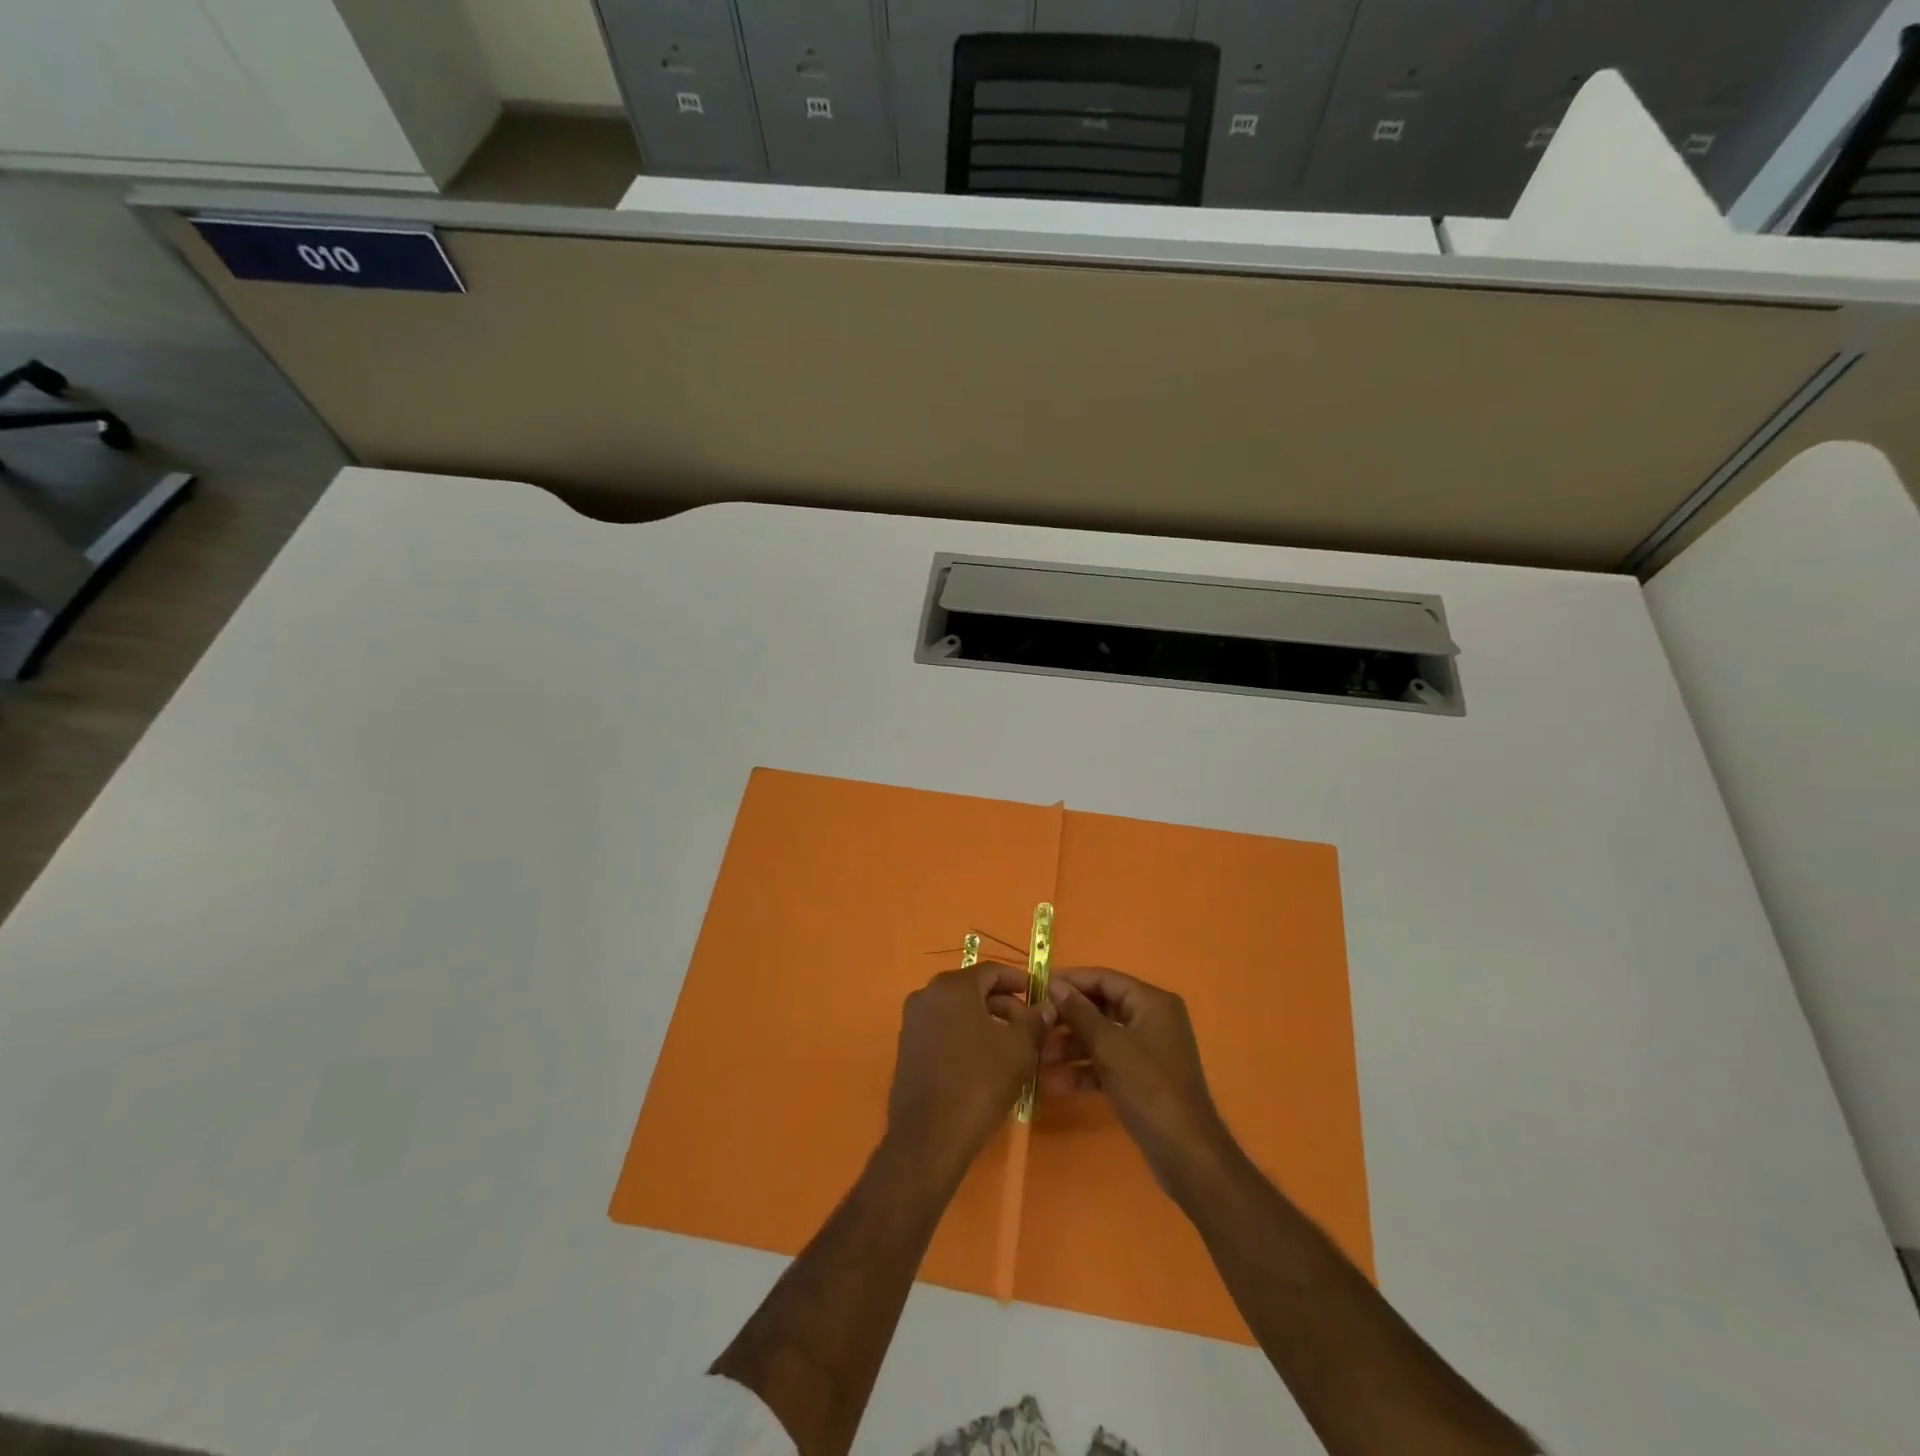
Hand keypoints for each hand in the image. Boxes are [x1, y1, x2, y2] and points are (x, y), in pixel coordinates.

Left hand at [885, 964, 1051, 1188]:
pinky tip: (986, 1062)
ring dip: (987, 1022)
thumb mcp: (1018, 1050)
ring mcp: (913, 1021)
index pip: (992, 971)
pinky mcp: (907, 1047)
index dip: (1020, 981)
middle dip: (1005, 1004)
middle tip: (1030, 1027)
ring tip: (1012, 1047)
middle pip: (973, 989)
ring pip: (958, 1011)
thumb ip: (1034, 1021)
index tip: (1040, 997)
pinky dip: (966, 1036)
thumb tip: (1047, 1006)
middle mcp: (927, 994)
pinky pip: (943, 1029)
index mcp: (952, 986)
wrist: (929, 1137)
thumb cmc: (978, 1083)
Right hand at [1043, 967, 1232, 1195]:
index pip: (1104, 979)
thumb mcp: (1110, 1046)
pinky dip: (1083, 1071)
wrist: (1185, 1153)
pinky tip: (1053, 1083)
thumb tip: (1055, 985)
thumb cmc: (1148, 1087)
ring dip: (1069, 1047)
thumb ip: (1080, 1013)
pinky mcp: (1139, 1078)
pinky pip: (1106, 1063)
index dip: (1070, 981)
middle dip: (1066, 1019)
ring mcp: (1146, 1050)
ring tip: (1036, 1058)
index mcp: (1151, 1002)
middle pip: (1100, 1008)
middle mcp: (1150, 1019)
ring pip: (1100, 1038)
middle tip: (1034, 1026)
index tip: (1036, 987)